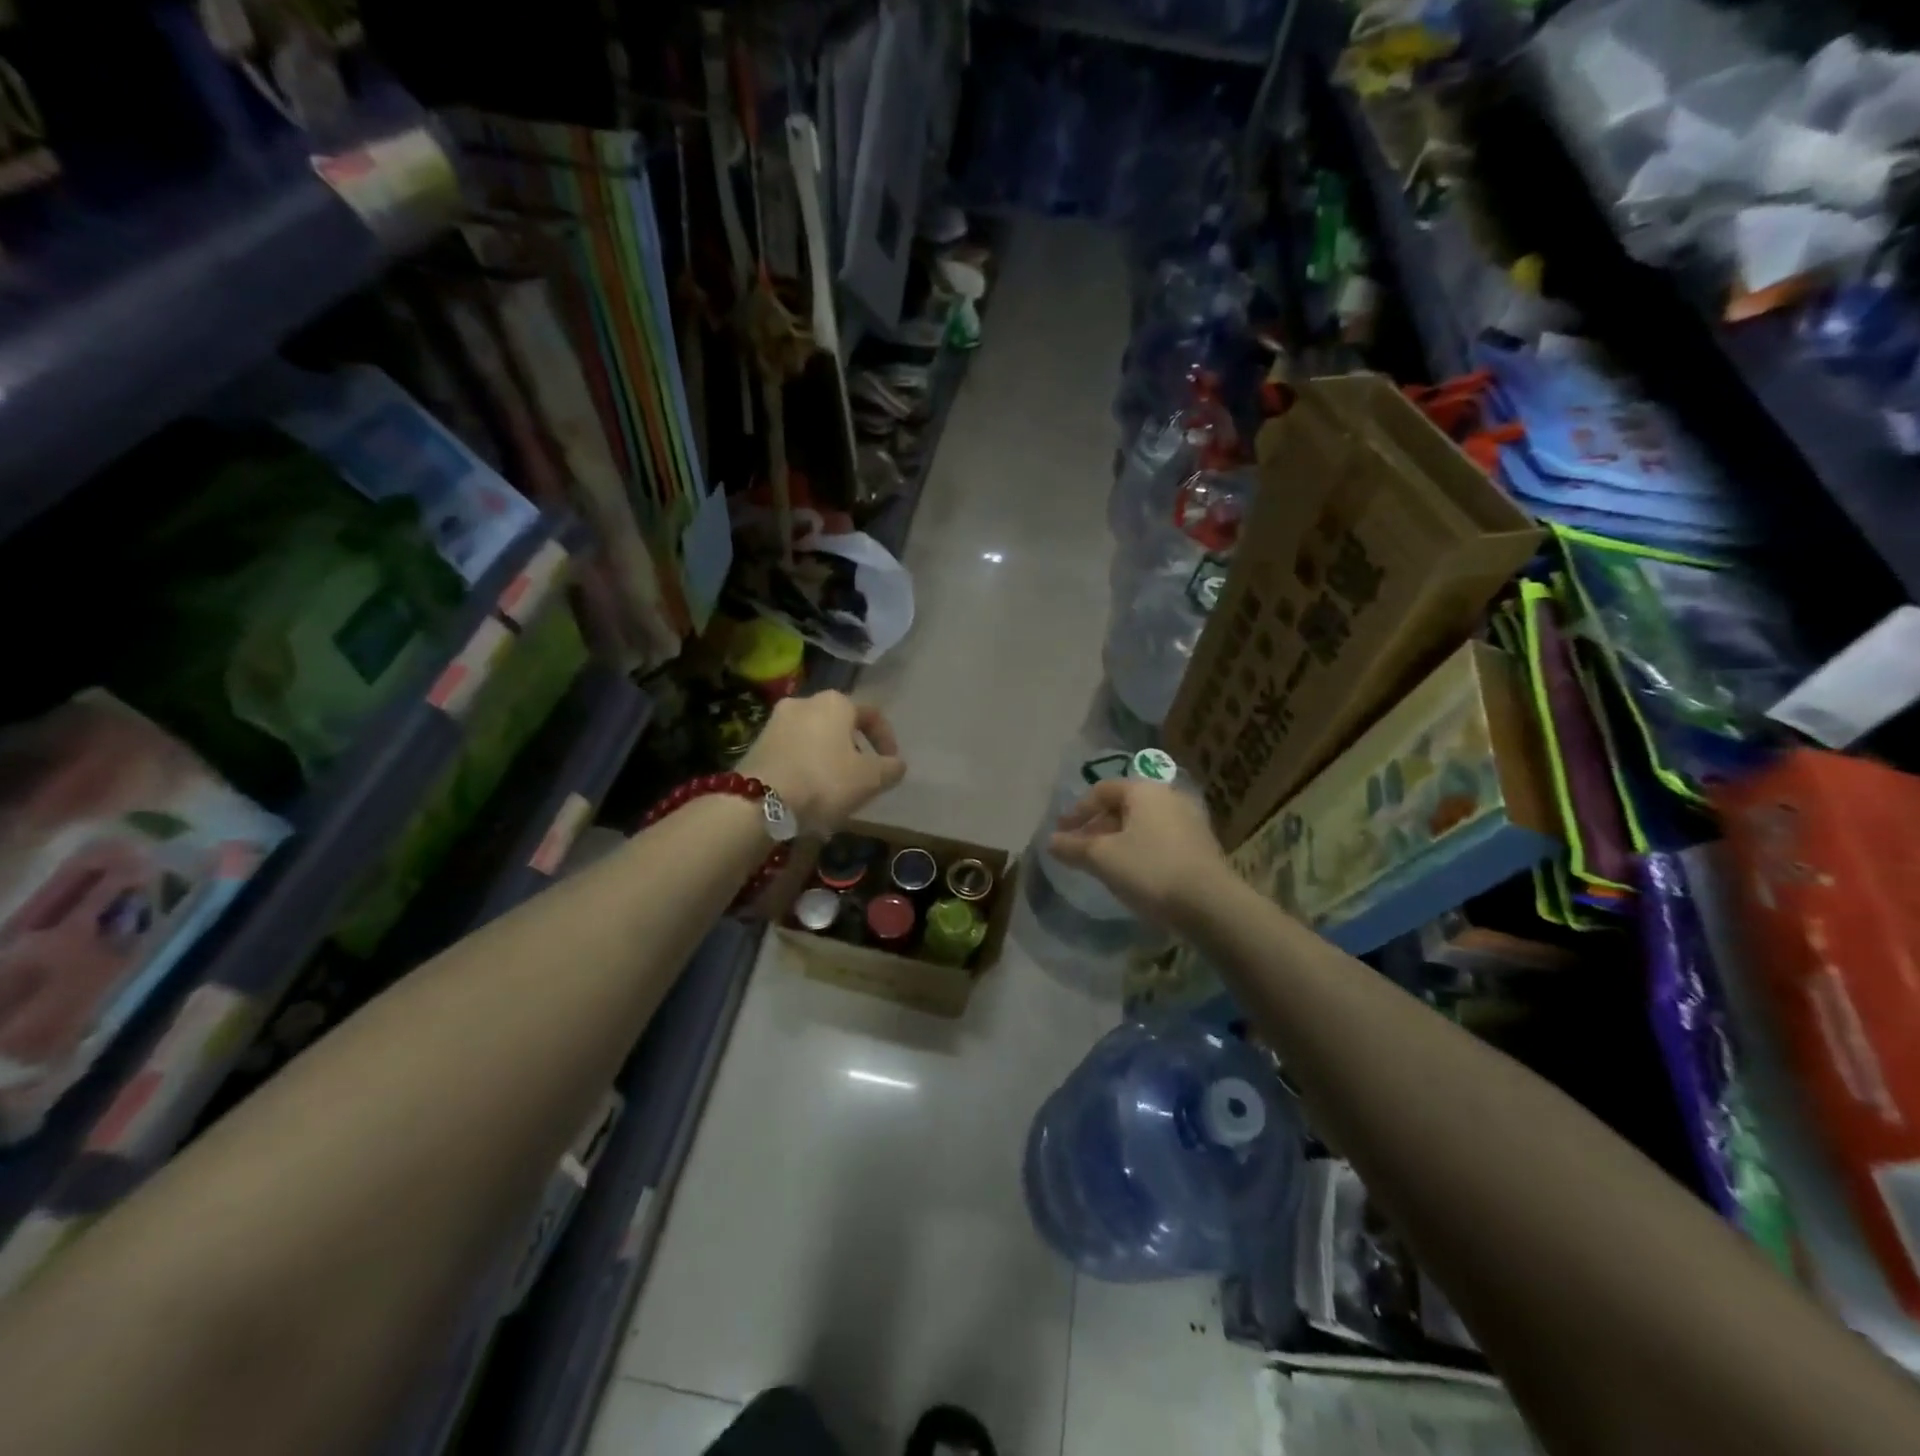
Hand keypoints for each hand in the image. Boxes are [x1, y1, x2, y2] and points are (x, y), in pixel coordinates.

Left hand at [740, 691, 905, 831]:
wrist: (759, 800)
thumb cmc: (824, 781)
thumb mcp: (870, 779)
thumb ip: (890, 769)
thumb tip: (897, 764)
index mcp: (836, 702)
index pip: (871, 714)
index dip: (886, 740)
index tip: (890, 765)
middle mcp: (804, 702)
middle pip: (840, 724)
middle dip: (854, 749)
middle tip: (862, 777)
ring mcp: (776, 721)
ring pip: (814, 737)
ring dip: (828, 758)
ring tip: (834, 789)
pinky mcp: (756, 743)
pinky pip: (792, 750)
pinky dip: (805, 765)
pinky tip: (808, 792)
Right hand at [1049, 780, 1231, 927]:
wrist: (1210, 904)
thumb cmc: (1150, 870)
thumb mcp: (1101, 858)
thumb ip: (1072, 847)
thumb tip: (1051, 841)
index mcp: (1144, 790)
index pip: (1102, 790)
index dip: (1077, 811)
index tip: (1061, 832)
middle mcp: (1169, 797)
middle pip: (1124, 806)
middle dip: (1097, 826)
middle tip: (1079, 849)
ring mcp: (1190, 821)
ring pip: (1143, 824)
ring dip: (1118, 840)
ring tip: (1103, 864)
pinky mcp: (1201, 846)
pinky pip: (1160, 839)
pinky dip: (1140, 850)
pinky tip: (1133, 874)